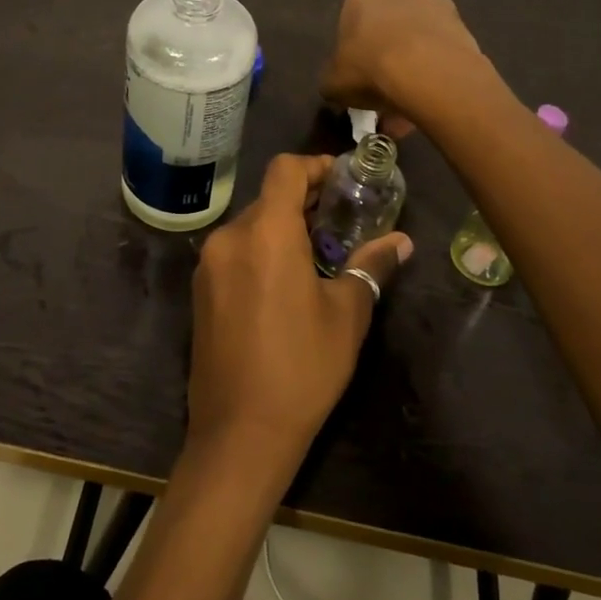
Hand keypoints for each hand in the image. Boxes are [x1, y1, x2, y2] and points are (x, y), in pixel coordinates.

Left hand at [186, 154, 413, 480]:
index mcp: (265, 232)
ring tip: (319, 254)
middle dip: (304, 202)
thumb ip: (370, 267)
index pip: (285, 170)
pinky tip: (286, 282)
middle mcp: (229, 237)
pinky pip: (235, 252)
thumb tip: (400, 242)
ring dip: (282, 229)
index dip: (315, 166)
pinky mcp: (200, 290)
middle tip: (342, 221)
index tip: (343, 180)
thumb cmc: (302, 368)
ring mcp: (208, 264)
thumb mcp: (346, 315)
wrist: (239, 433)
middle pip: (268, 198)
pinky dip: (261, 251)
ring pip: (250, 226)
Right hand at [320, 0, 484, 135]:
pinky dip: (436, 74)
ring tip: (411, 107)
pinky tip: (431, 101)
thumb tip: (338, 86)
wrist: (428, 71)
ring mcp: (436, 5)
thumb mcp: (332, 83)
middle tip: (386, 94)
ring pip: (418, 41)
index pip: (352, 25)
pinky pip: (442, 52)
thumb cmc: (370, 69)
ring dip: (414, 68)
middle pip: (388, 29)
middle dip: (387, 59)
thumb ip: (333, 81)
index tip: (358, 80)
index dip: (354, 56)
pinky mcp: (464, 25)